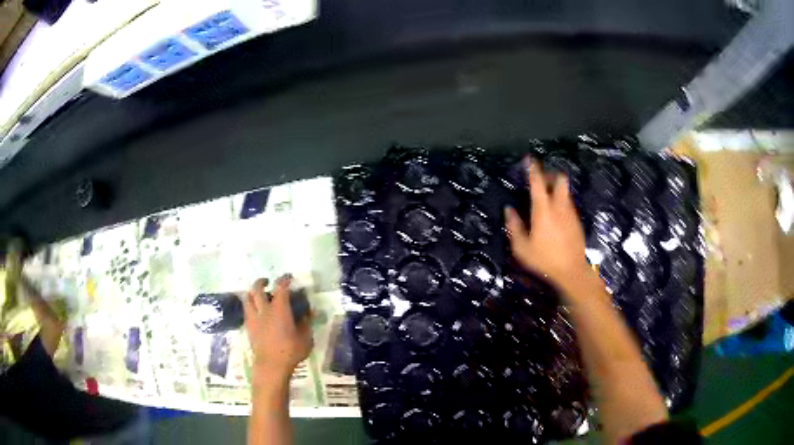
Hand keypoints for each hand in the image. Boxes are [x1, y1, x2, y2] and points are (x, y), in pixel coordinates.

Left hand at [243, 275, 312, 380]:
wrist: (271, 365)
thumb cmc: (291, 351)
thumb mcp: (305, 338)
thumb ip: (306, 323)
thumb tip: (309, 313)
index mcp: (280, 309)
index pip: (280, 287)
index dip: (284, 279)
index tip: (288, 277)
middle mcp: (264, 310)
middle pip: (257, 289)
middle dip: (261, 282)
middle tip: (267, 282)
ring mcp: (254, 318)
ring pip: (247, 299)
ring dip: (251, 293)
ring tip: (256, 295)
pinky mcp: (249, 328)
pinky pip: (246, 312)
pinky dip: (250, 307)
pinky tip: (255, 312)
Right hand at [504, 157, 592, 291]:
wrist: (572, 272)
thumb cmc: (544, 260)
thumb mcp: (522, 248)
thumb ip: (514, 226)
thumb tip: (509, 210)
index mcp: (543, 210)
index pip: (538, 182)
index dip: (533, 168)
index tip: (529, 159)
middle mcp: (559, 206)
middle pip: (559, 179)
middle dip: (550, 175)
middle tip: (540, 182)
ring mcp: (571, 213)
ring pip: (565, 191)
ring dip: (556, 189)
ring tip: (546, 200)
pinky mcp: (577, 221)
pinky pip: (568, 204)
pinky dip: (561, 202)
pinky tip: (555, 217)